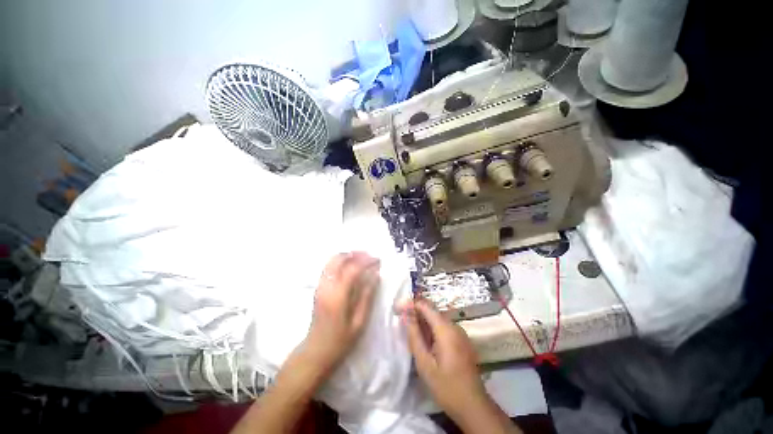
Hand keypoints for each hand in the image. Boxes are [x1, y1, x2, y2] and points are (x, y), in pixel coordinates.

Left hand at [303, 252, 380, 372]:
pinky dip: (340, 261)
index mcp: (337, 296)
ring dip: (347, 256)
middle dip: (355, 254)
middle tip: (369, 257)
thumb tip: (376, 275)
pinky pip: (328, 267)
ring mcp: (320, 286)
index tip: (378, 260)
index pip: (353, 269)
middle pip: (339, 259)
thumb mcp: (359, 322)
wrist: (316, 351)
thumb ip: (367, 296)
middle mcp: (326, 286)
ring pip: (331, 260)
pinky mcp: (318, 288)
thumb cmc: (340, 340)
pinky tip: (350, 267)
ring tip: (361, 259)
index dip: (366, 261)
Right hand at [402, 300, 491, 421]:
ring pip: (438, 319)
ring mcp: (460, 333)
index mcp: (446, 330)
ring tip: (410, 329)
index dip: (411, 304)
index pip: (426, 306)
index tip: (398, 308)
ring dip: (423, 320)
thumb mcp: (425, 364)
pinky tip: (425, 339)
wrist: (473, 406)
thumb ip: (414, 336)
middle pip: (432, 311)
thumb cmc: (446, 386)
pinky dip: (432, 328)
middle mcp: (455, 326)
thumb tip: (406, 316)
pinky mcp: (462, 340)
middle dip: (416, 312)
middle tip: (401, 318)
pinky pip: (444, 327)